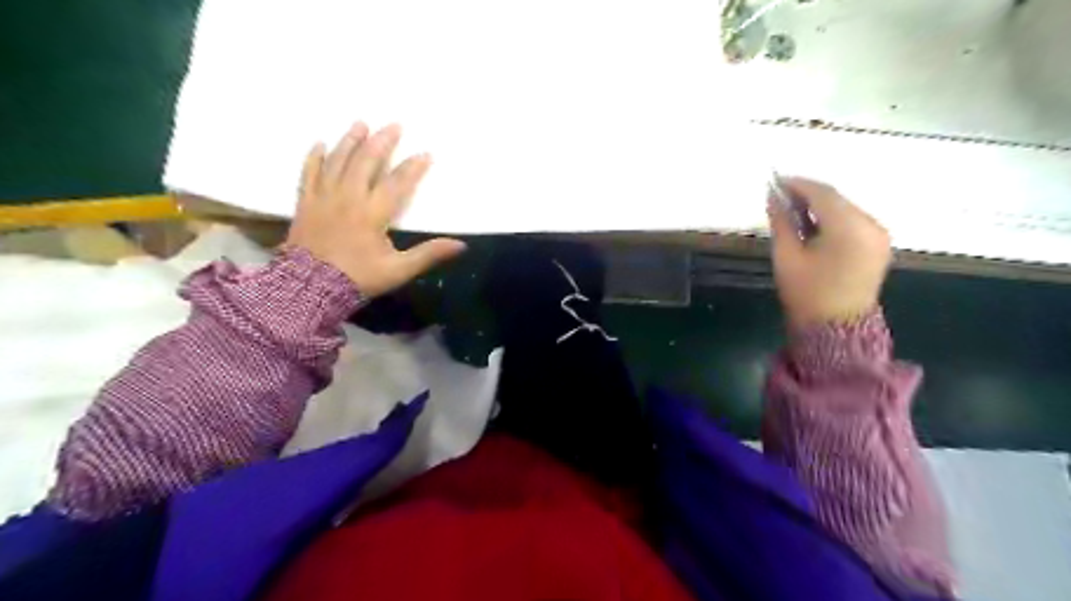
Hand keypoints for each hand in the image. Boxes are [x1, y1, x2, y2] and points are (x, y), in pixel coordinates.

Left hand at [287, 123, 467, 297]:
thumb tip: (461, 245)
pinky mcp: (305, 203)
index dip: (413, 168)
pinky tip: (321, 143)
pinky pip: (309, 173)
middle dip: (382, 142)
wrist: (308, 287)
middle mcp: (348, 197)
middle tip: (393, 125)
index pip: (396, 183)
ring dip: (351, 141)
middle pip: (366, 162)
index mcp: (372, 213)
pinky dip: (315, 157)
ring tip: (361, 123)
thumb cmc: (357, 278)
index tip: (425, 154)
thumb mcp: (399, 270)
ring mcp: (324, 197)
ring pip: (338, 161)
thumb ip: (429, 254)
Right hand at [765, 178, 892, 327]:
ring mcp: (879, 235)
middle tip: (780, 196)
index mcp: (849, 228)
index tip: (775, 181)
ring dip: (820, 206)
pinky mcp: (878, 244)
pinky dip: (832, 218)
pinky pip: (853, 221)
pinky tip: (813, 225)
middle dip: (808, 194)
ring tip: (792, 210)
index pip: (822, 193)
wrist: (836, 329)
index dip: (797, 184)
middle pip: (837, 199)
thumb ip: (781, 222)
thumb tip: (773, 196)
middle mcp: (871, 225)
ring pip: (845, 208)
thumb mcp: (787, 256)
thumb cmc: (807, 294)